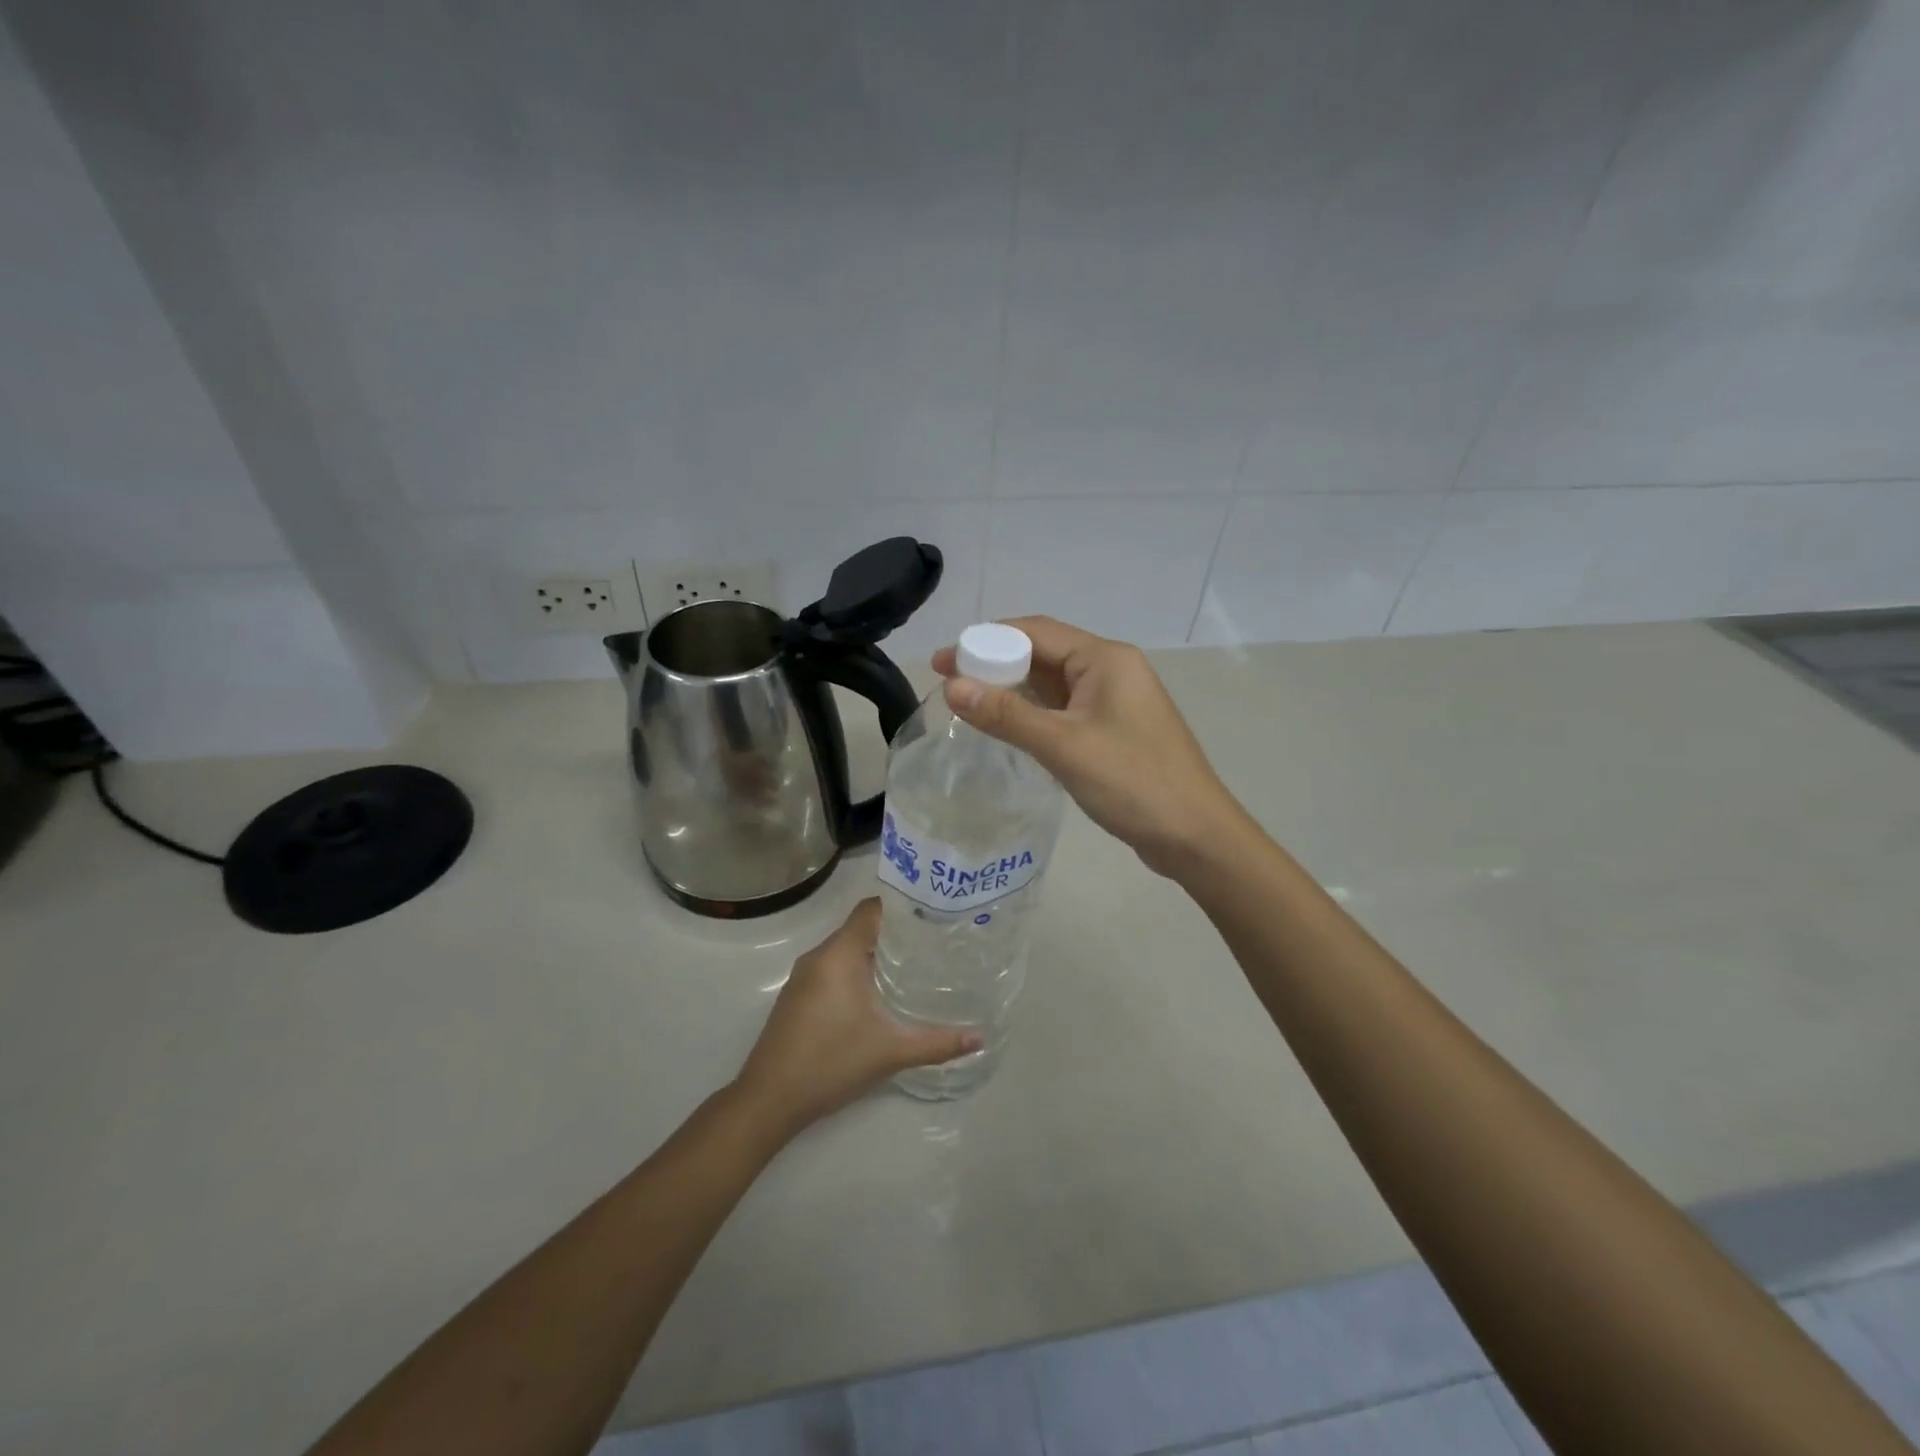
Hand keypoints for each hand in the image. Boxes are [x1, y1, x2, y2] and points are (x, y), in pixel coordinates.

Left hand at [731, 899, 976, 1140]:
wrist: (768, 1100)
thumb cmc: (831, 1063)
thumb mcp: (891, 1051)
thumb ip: (937, 1042)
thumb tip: (979, 1039)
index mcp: (839, 954)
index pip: (872, 909)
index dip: (902, 907)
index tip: (934, 914)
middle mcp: (819, 956)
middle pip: (861, 928)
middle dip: (896, 933)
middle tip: (935, 942)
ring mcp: (803, 977)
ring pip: (846, 950)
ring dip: (876, 954)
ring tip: (915, 965)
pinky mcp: (797, 997)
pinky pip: (833, 969)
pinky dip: (857, 971)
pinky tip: (879, 994)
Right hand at [933, 616, 1243, 879]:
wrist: (1195, 836)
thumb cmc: (1133, 783)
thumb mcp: (1064, 746)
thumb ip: (1007, 714)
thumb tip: (951, 687)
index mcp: (1105, 659)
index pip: (1035, 631)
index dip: (985, 641)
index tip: (942, 661)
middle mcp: (1111, 670)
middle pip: (1042, 653)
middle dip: (994, 665)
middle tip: (949, 686)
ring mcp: (1114, 701)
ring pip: (1052, 684)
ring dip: (1012, 690)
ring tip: (967, 705)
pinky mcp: (1113, 729)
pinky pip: (1064, 709)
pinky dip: (1033, 713)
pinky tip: (1006, 728)